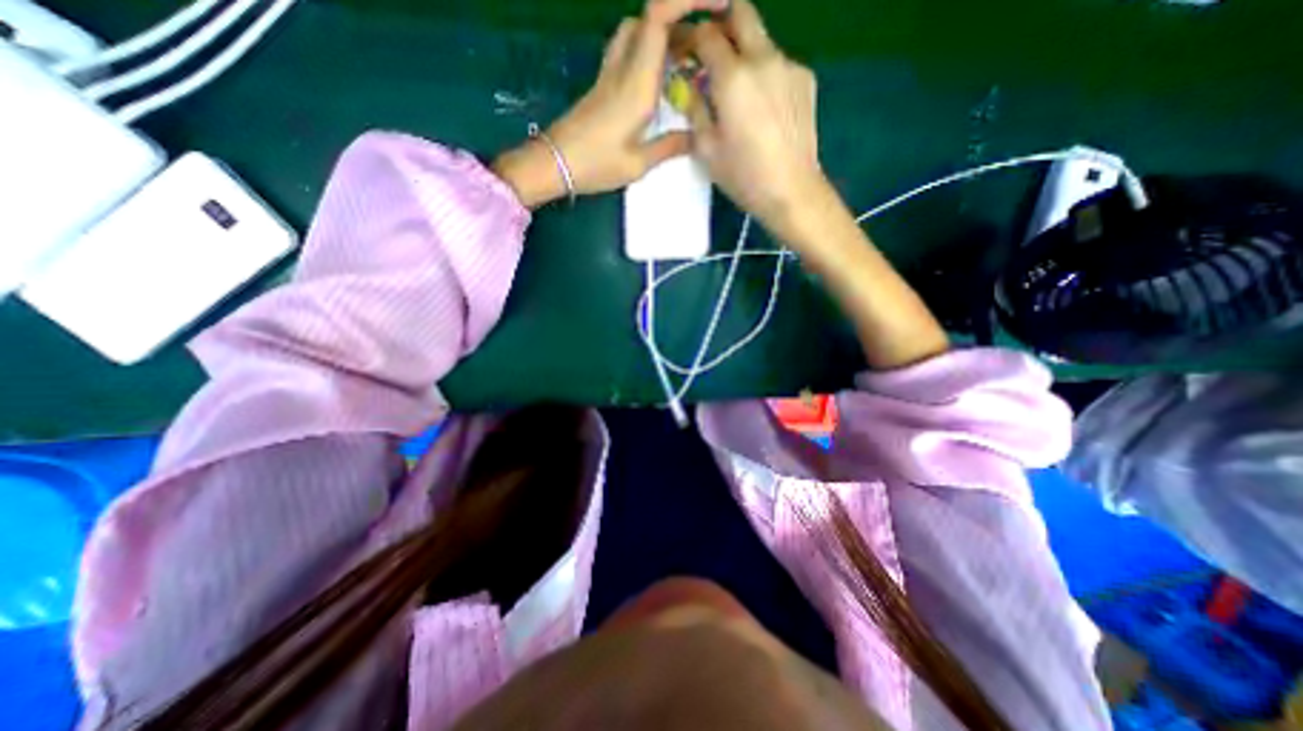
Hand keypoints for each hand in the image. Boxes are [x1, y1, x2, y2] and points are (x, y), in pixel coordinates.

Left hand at [493, 1, 727, 207]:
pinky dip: (650, 51)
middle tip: (705, 47)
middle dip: (682, 19)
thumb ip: (669, 146)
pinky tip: (661, 78)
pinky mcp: (603, 83)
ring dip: (664, 34)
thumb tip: (696, 137)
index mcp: (636, 83)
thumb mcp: (638, 164)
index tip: (719, 6)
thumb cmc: (596, 165)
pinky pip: (630, 51)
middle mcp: (623, 67)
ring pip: (638, 30)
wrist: (555, 163)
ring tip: (687, 61)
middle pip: (650, 17)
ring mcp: (610, 72)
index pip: (659, 16)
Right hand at [684, 0, 821, 237]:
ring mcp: (789, 65)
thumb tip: (686, 85)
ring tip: (736, 91)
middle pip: (740, 13)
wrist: (792, 191)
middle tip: (708, 53)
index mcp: (733, 77)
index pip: (705, 34)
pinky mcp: (805, 79)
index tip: (681, 54)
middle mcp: (763, 58)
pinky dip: (763, 73)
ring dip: (742, 53)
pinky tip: (761, 105)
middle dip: (719, 25)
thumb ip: (693, 109)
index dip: (688, 38)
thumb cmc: (744, 176)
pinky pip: (778, 62)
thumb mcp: (707, 149)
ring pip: (760, 39)